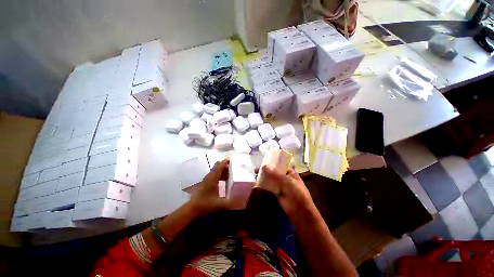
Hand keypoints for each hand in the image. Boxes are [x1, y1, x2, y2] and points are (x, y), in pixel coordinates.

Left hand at [189, 159, 237, 216]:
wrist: (192, 208)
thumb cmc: (205, 204)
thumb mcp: (218, 204)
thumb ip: (229, 203)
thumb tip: (239, 202)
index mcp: (212, 179)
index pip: (219, 167)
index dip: (225, 162)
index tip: (231, 159)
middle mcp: (209, 177)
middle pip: (217, 167)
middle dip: (225, 165)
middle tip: (233, 167)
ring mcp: (207, 179)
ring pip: (216, 170)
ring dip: (223, 170)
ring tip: (231, 173)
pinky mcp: (206, 182)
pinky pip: (215, 174)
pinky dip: (220, 174)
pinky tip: (225, 179)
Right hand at [257, 166, 314, 218]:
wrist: (299, 211)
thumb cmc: (296, 193)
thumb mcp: (287, 181)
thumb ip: (275, 174)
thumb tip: (264, 166)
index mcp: (290, 172)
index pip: (280, 165)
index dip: (272, 162)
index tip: (263, 161)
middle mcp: (285, 178)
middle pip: (274, 172)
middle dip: (266, 170)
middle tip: (256, 169)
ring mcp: (280, 186)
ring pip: (271, 179)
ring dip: (264, 177)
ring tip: (255, 175)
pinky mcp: (276, 193)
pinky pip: (269, 187)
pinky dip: (264, 185)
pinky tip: (257, 183)